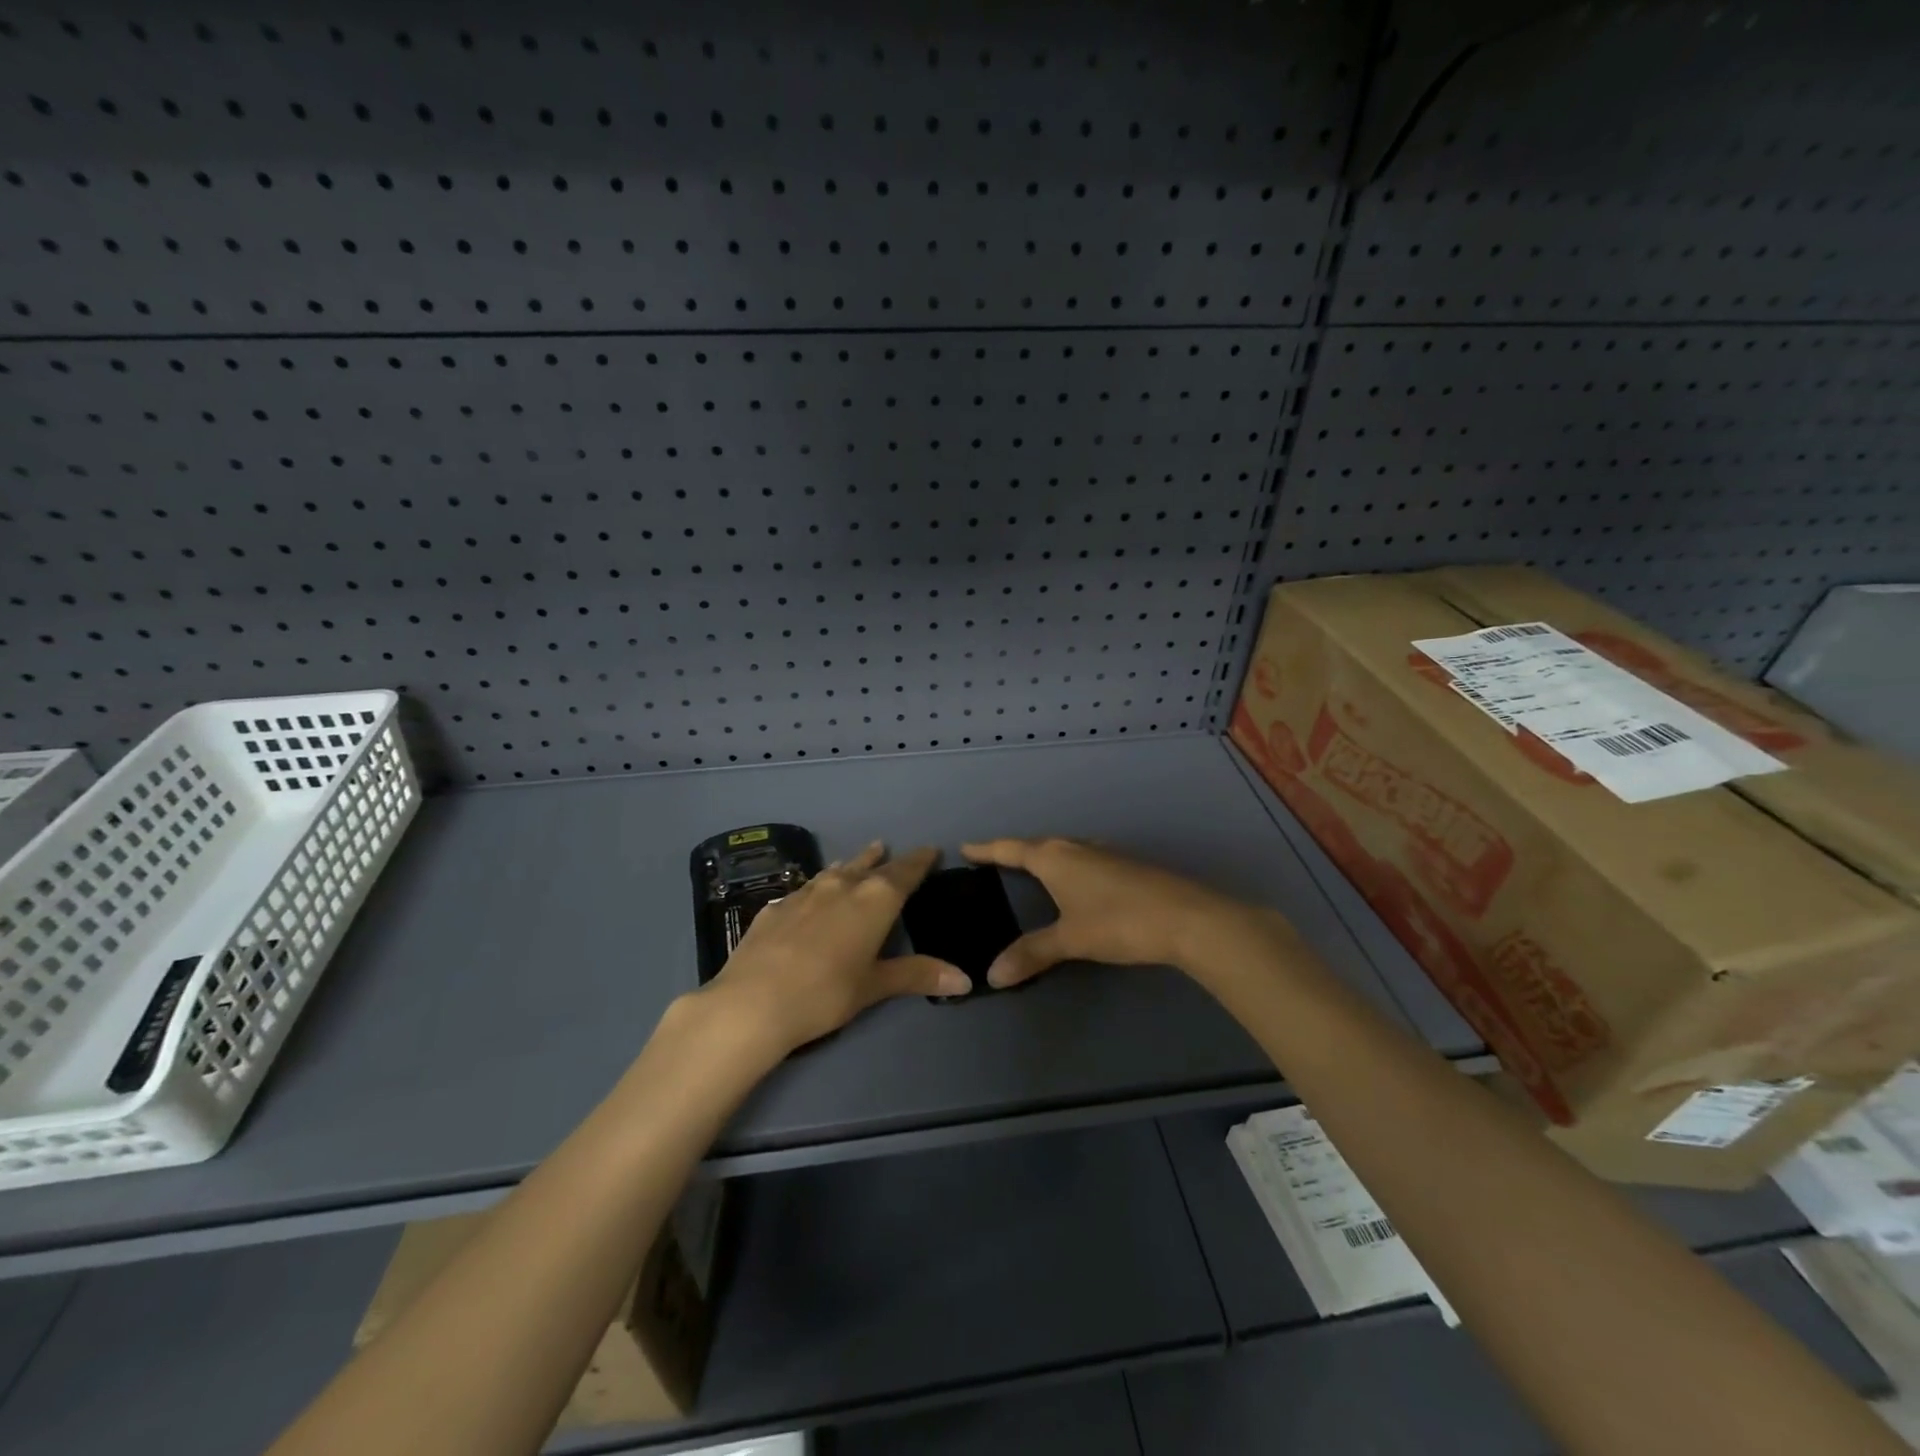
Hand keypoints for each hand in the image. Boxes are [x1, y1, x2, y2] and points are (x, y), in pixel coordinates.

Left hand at [706, 841, 970, 1052]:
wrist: (753, 1001)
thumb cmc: (825, 993)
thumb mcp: (874, 986)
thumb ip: (917, 975)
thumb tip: (966, 981)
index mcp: (875, 900)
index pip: (904, 872)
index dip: (919, 861)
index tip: (930, 850)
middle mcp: (842, 886)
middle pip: (870, 866)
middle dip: (885, 859)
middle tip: (892, 850)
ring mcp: (805, 892)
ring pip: (835, 870)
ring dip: (852, 864)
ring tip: (859, 858)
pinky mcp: (776, 906)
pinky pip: (807, 886)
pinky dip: (820, 884)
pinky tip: (813, 892)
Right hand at [961, 837, 1264, 987]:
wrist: (1187, 918)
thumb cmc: (1119, 922)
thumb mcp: (1071, 940)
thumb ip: (1032, 954)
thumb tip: (992, 974)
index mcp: (1055, 858)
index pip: (1011, 849)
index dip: (987, 849)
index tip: (966, 847)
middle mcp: (1077, 847)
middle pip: (1038, 845)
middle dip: (1016, 852)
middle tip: (996, 860)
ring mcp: (1105, 854)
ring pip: (1065, 850)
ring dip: (1046, 857)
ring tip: (1034, 869)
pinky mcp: (1127, 866)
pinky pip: (1085, 859)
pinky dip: (1070, 867)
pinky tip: (1079, 882)